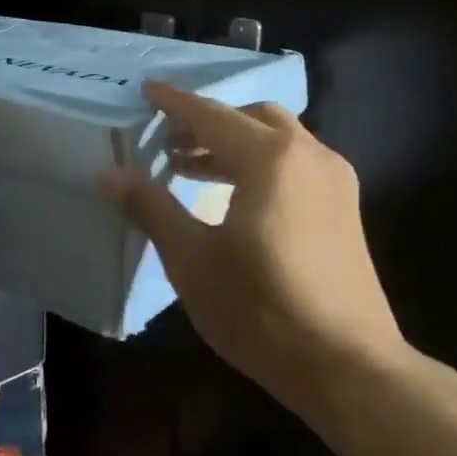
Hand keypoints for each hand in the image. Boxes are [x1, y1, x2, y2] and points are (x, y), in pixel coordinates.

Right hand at [102, 82, 416, 412]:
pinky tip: (234, 195)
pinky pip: (295, 163)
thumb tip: (109, 173)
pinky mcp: (345, 208)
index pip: (210, 116)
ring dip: (232, 143)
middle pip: (250, 118)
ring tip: (188, 167)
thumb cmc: (260, 309)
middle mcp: (308, 155)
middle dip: (206, 122)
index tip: (147, 90)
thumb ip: (151, 208)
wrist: (347, 365)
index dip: (175, 103)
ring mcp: (334, 180)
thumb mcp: (192, 259)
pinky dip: (259, 162)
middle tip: (166, 140)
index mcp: (269, 159)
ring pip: (277, 139)